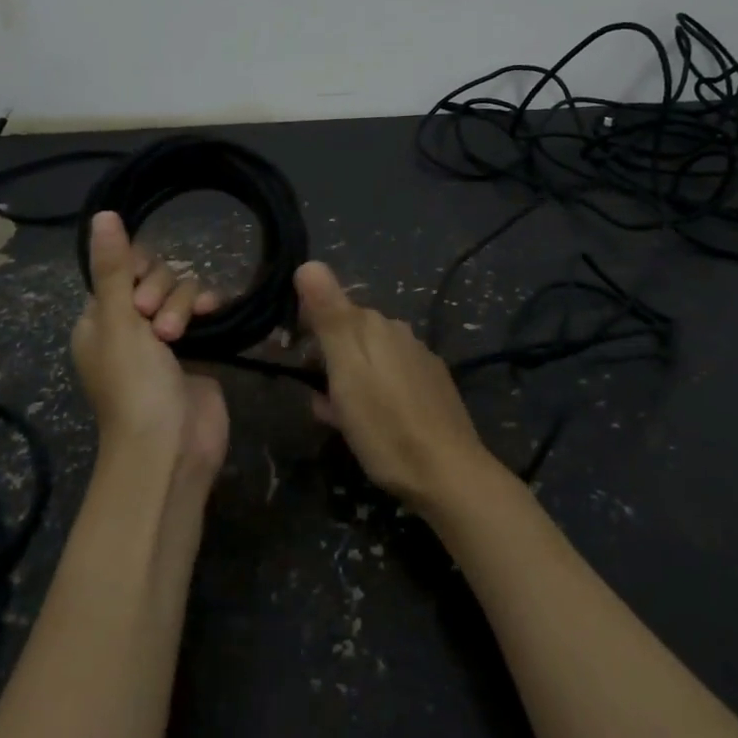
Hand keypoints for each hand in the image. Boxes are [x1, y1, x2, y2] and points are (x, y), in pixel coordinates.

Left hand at [71, 212, 228, 492]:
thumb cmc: (134, 386)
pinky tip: (217, 311)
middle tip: (159, 328)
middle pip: (154, 278)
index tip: (140, 296)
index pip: (120, 270)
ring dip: (184, 305)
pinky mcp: (198, 350)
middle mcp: (130, 326)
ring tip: (181, 337)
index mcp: (99, 321)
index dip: (136, 273)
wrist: (171, 448)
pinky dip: (208, 308)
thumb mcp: (118, 322)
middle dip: (162, 294)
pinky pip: (204, 312)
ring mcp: (166, 339)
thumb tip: (102, 214)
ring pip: (181, 293)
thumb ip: (114, 268)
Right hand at [294, 261, 499, 509]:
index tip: (290, 356)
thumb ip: (329, 316)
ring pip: (368, 360)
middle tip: (317, 399)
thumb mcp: (347, 371)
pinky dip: (371, 394)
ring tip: (338, 419)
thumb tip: (308, 263)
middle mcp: (400, 333)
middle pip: (349, 335)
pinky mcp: (432, 387)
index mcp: (375, 325)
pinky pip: (389, 379)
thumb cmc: (386, 425)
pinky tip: (370, 423)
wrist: (448, 474)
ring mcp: (419, 360)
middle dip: (326, 359)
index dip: (305, 328)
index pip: (329, 308)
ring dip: (347, 381)